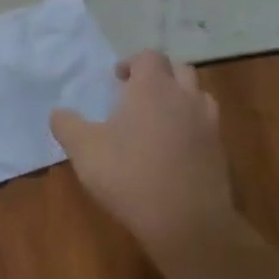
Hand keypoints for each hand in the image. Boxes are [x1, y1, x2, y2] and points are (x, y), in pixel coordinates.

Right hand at [50, 51, 238, 254]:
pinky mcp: (220, 151)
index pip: (149, 56)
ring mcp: (208, 124)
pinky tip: (174, 148)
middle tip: (137, 94)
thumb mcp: (83, 150)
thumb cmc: (129, 175)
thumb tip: (58, 112)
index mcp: (152, 88)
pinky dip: (191, 126)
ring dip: (180, 98)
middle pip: (179, 69)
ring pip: (198, 95)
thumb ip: (67, 125)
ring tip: (159, 117)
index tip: (117, 78)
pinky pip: (207, 125)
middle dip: (159, 75)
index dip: (132, 62)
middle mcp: (185, 97)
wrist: (186, 221)